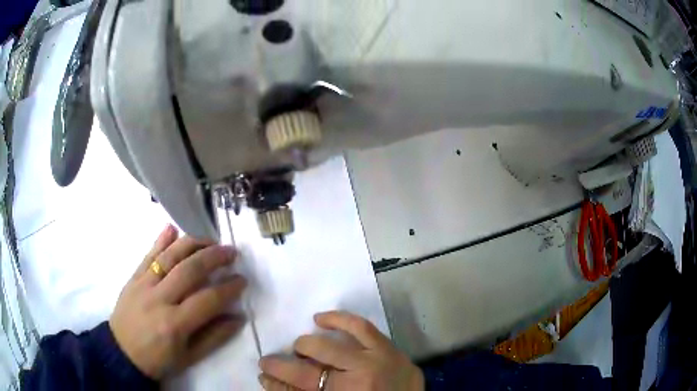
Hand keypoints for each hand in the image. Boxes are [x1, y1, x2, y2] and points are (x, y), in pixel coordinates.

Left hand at [110, 225, 246, 378]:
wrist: (122, 353)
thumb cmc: (159, 359)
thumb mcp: (189, 357)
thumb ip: (214, 337)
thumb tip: (238, 317)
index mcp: (175, 324)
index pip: (207, 299)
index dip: (228, 288)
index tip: (242, 280)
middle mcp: (159, 299)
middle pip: (189, 270)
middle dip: (214, 257)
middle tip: (231, 252)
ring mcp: (143, 285)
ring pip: (169, 257)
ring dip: (192, 244)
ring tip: (210, 239)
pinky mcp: (133, 278)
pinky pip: (147, 255)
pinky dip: (160, 240)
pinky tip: (172, 228)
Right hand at [259, 311, 423, 390]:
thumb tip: (277, 383)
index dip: (275, 384)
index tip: (264, 377)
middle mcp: (355, 385)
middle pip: (306, 372)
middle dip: (282, 366)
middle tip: (274, 363)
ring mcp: (373, 364)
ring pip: (327, 347)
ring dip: (306, 345)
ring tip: (299, 346)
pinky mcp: (388, 349)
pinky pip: (360, 327)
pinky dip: (338, 319)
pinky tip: (322, 319)